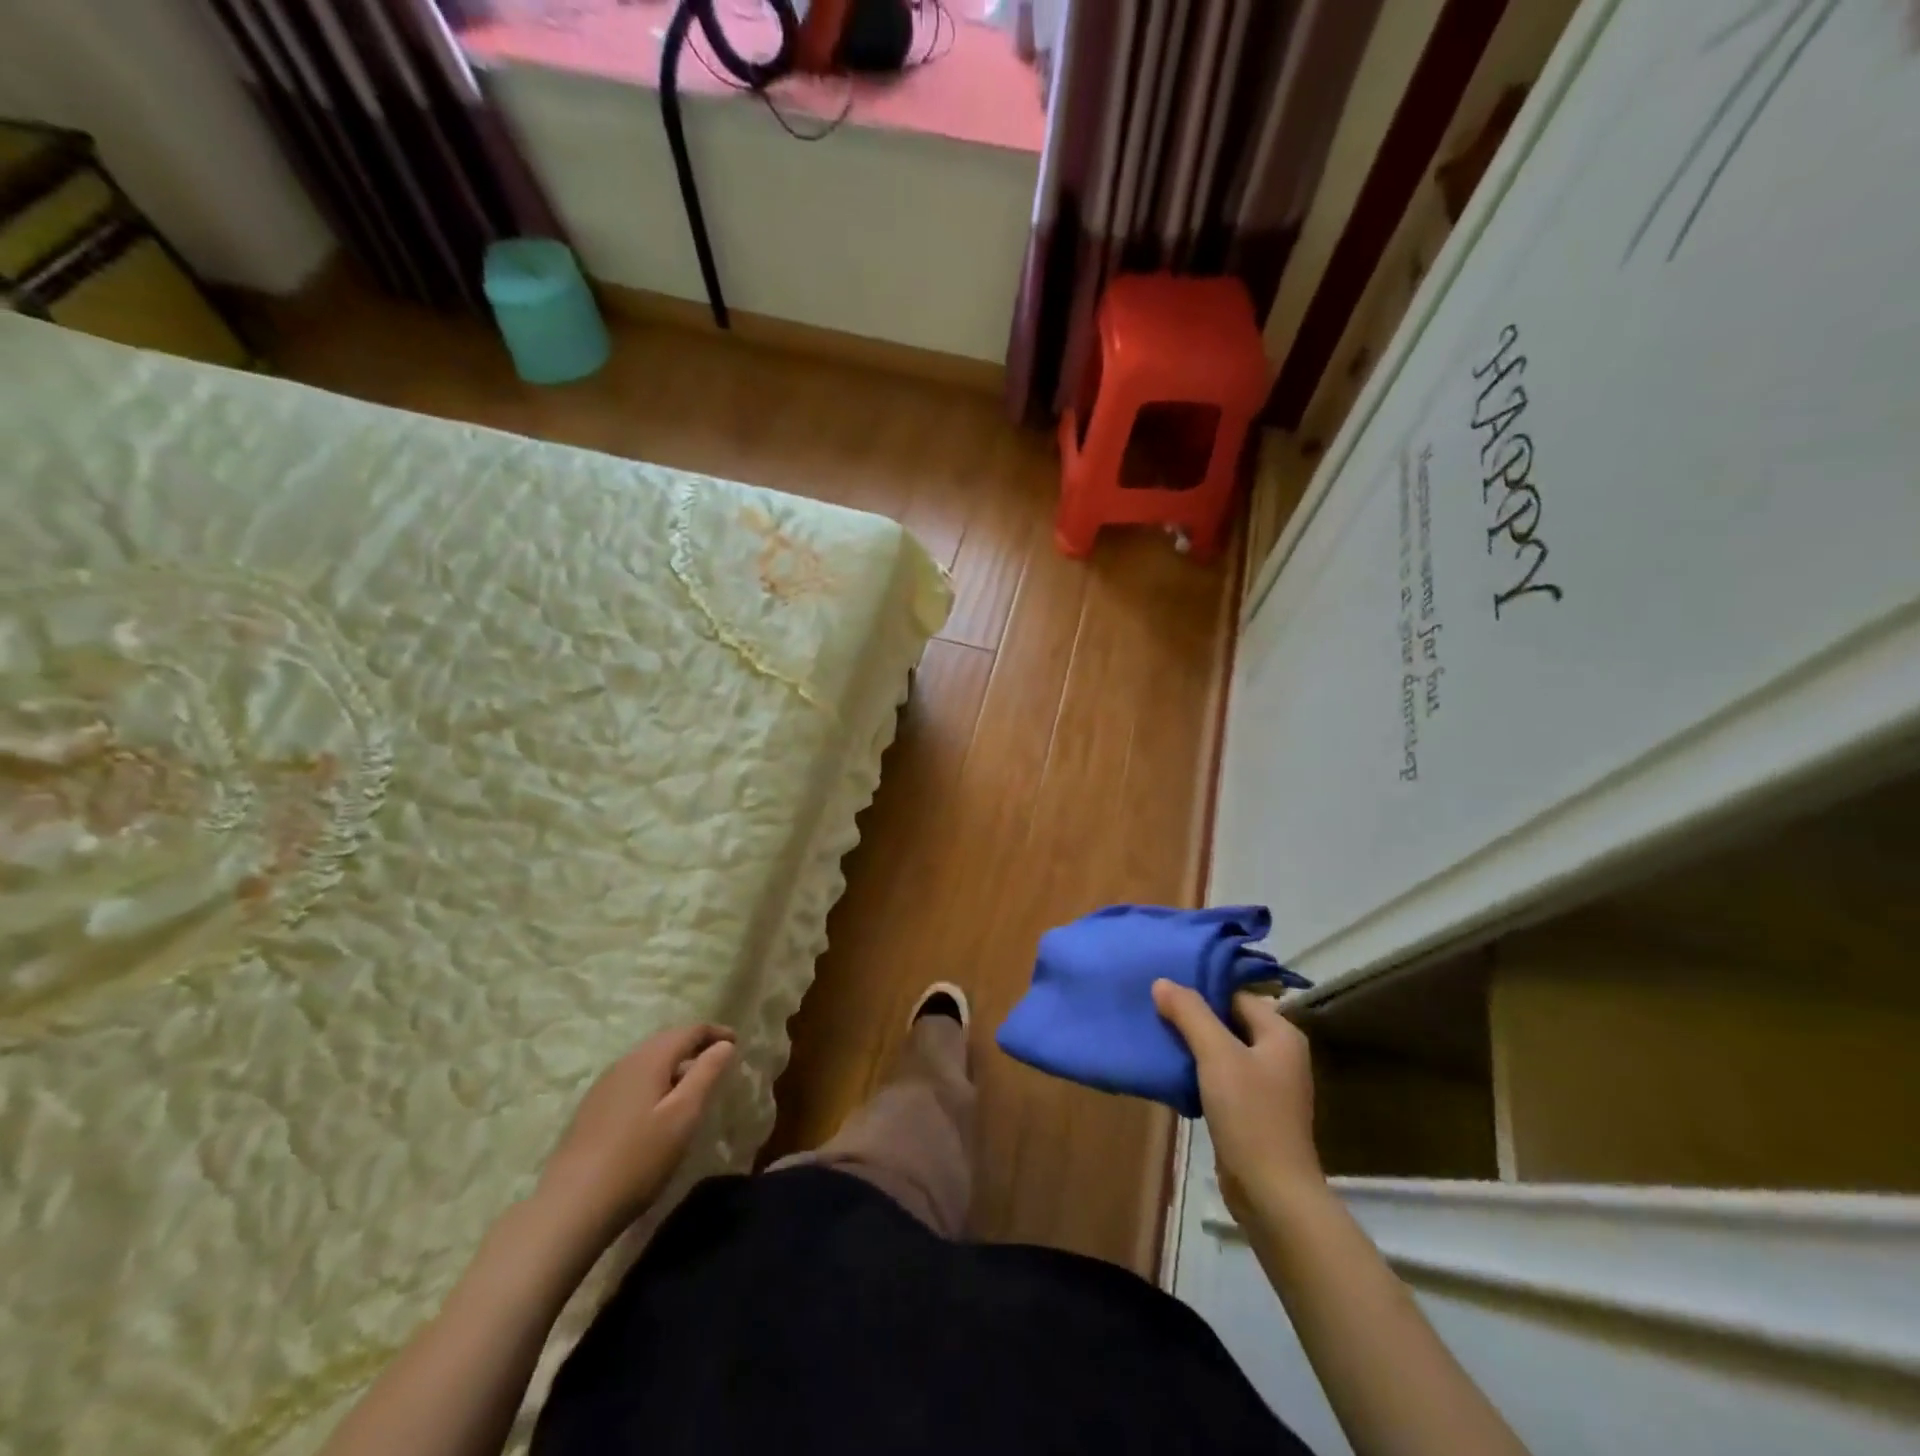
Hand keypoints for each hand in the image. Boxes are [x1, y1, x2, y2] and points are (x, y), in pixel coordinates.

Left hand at [536, 1023, 735, 1247]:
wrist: (570, 1208)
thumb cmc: (638, 1158)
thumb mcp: (683, 1115)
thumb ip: (706, 1074)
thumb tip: (724, 1044)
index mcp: (649, 1059)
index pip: (688, 1031)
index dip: (715, 1033)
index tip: (737, 1043)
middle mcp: (624, 1063)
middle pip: (666, 1042)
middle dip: (694, 1046)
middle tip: (718, 1061)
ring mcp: (604, 1086)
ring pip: (647, 1061)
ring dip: (674, 1065)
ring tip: (693, 1085)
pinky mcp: (592, 1110)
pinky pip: (633, 1080)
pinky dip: (655, 1081)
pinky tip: (658, 1108)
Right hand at [1152, 980, 1322, 1220]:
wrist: (1271, 1192)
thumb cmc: (1250, 1115)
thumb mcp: (1216, 1055)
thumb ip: (1190, 1014)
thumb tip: (1162, 982)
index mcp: (1280, 1034)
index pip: (1235, 996)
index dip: (1201, 991)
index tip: (1164, 990)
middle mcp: (1278, 1054)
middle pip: (1228, 1021)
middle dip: (1193, 1018)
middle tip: (1154, 1010)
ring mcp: (1267, 1085)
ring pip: (1222, 1050)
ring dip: (1192, 1045)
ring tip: (1157, 1037)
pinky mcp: (1253, 1111)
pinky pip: (1221, 1077)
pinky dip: (1198, 1072)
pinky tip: (1172, 1073)